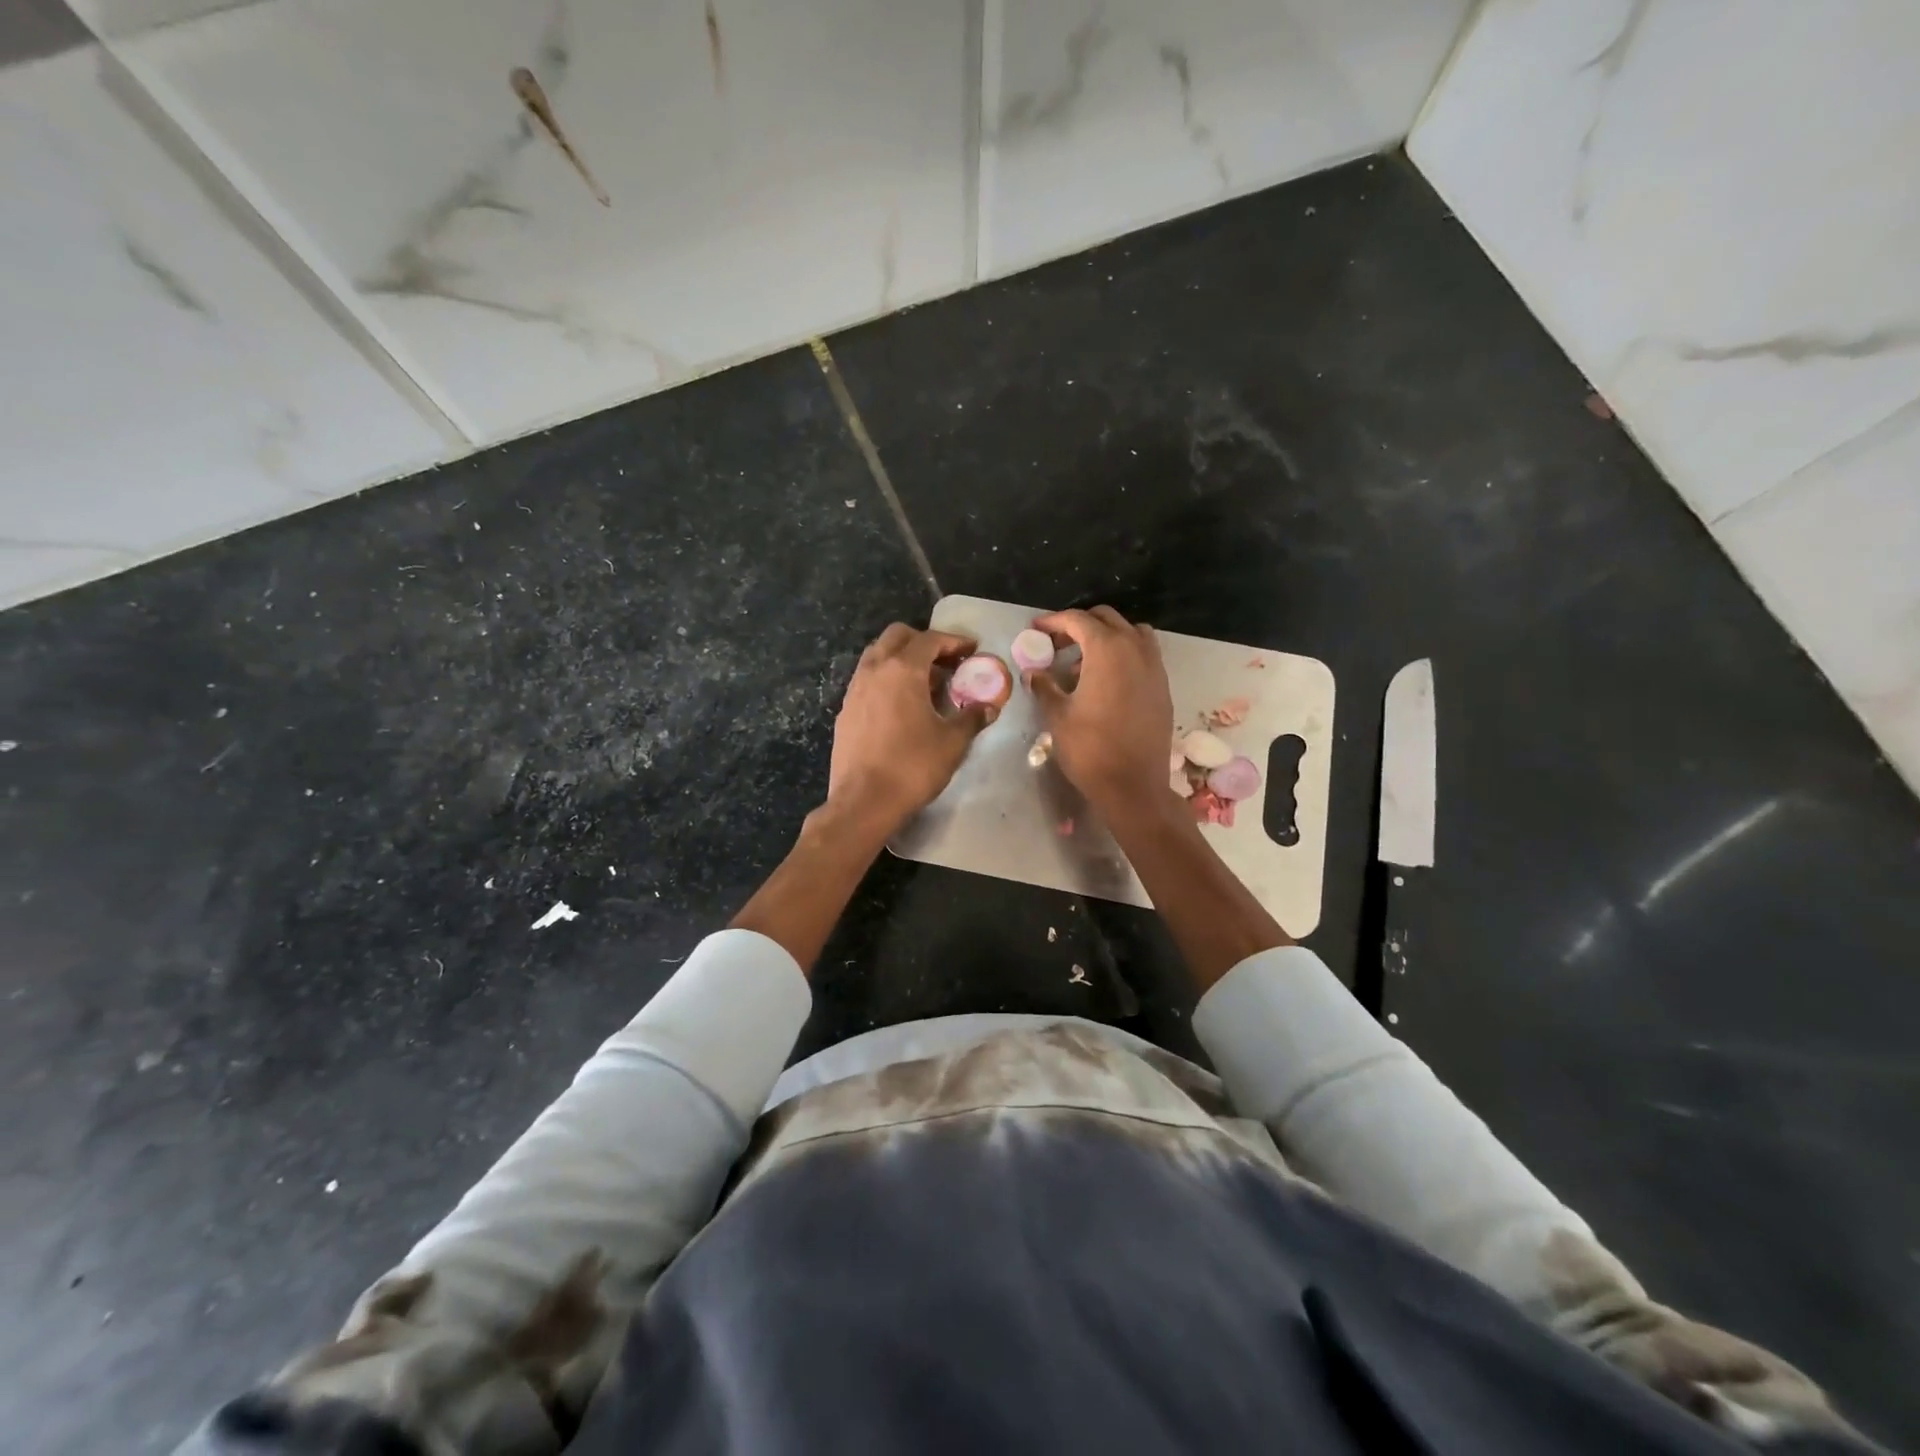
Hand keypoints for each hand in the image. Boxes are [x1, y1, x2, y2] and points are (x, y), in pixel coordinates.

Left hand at [827, 623, 994, 834]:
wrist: (864, 802)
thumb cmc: (913, 766)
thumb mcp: (953, 742)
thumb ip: (972, 717)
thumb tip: (989, 706)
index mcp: (902, 670)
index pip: (929, 640)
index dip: (953, 641)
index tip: (971, 650)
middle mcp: (874, 670)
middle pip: (897, 637)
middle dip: (923, 642)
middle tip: (946, 662)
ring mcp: (855, 690)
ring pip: (877, 656)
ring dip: (902, 660)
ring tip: (925, 684)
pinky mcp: (845, 712)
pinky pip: (867, 681)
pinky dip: (886, 680)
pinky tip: (901, 707)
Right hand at [1027, 606, 1173, 815]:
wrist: (1134, 786)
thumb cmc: (1090, 749)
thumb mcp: (1058, 716)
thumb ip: (1044, 687)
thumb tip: (1033, 672)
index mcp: (1107, 650)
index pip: (1078, 620)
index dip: (1054, 621)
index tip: (1036, 628)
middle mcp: (1135, 649)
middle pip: (1107, 619)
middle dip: (1079, 625)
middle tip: (1056, 644)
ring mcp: (1155, 667)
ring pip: (1131, 633)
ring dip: (1106, 637)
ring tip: (1083, 661)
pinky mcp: (1163, 687)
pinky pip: (1144, 655)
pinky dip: (1124, 654)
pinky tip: (1106, 681)